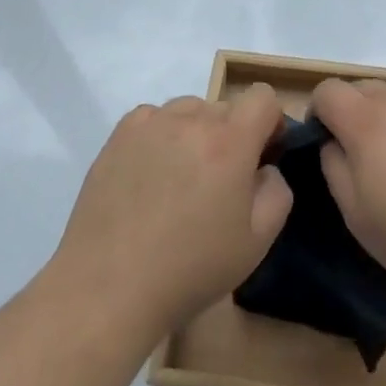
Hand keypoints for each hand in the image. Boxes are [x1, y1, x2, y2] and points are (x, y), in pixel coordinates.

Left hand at [52, 86, 292, 338]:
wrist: (109, 289)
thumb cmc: (190, 268)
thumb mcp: (257, 241)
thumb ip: (277, 191)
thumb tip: (264, 167)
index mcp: (230, 141)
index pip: (263, 97)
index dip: (270, 122)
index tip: (262, 155)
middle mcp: (191, 119)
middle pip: (225, 107)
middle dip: (232, 136)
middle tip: (218, 183)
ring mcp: (150, 124)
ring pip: (189, 111)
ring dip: (195, 133)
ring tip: (180, 179)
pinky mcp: (118, 136)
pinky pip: (153, 119)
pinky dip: (161, 136)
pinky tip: (150, 176)